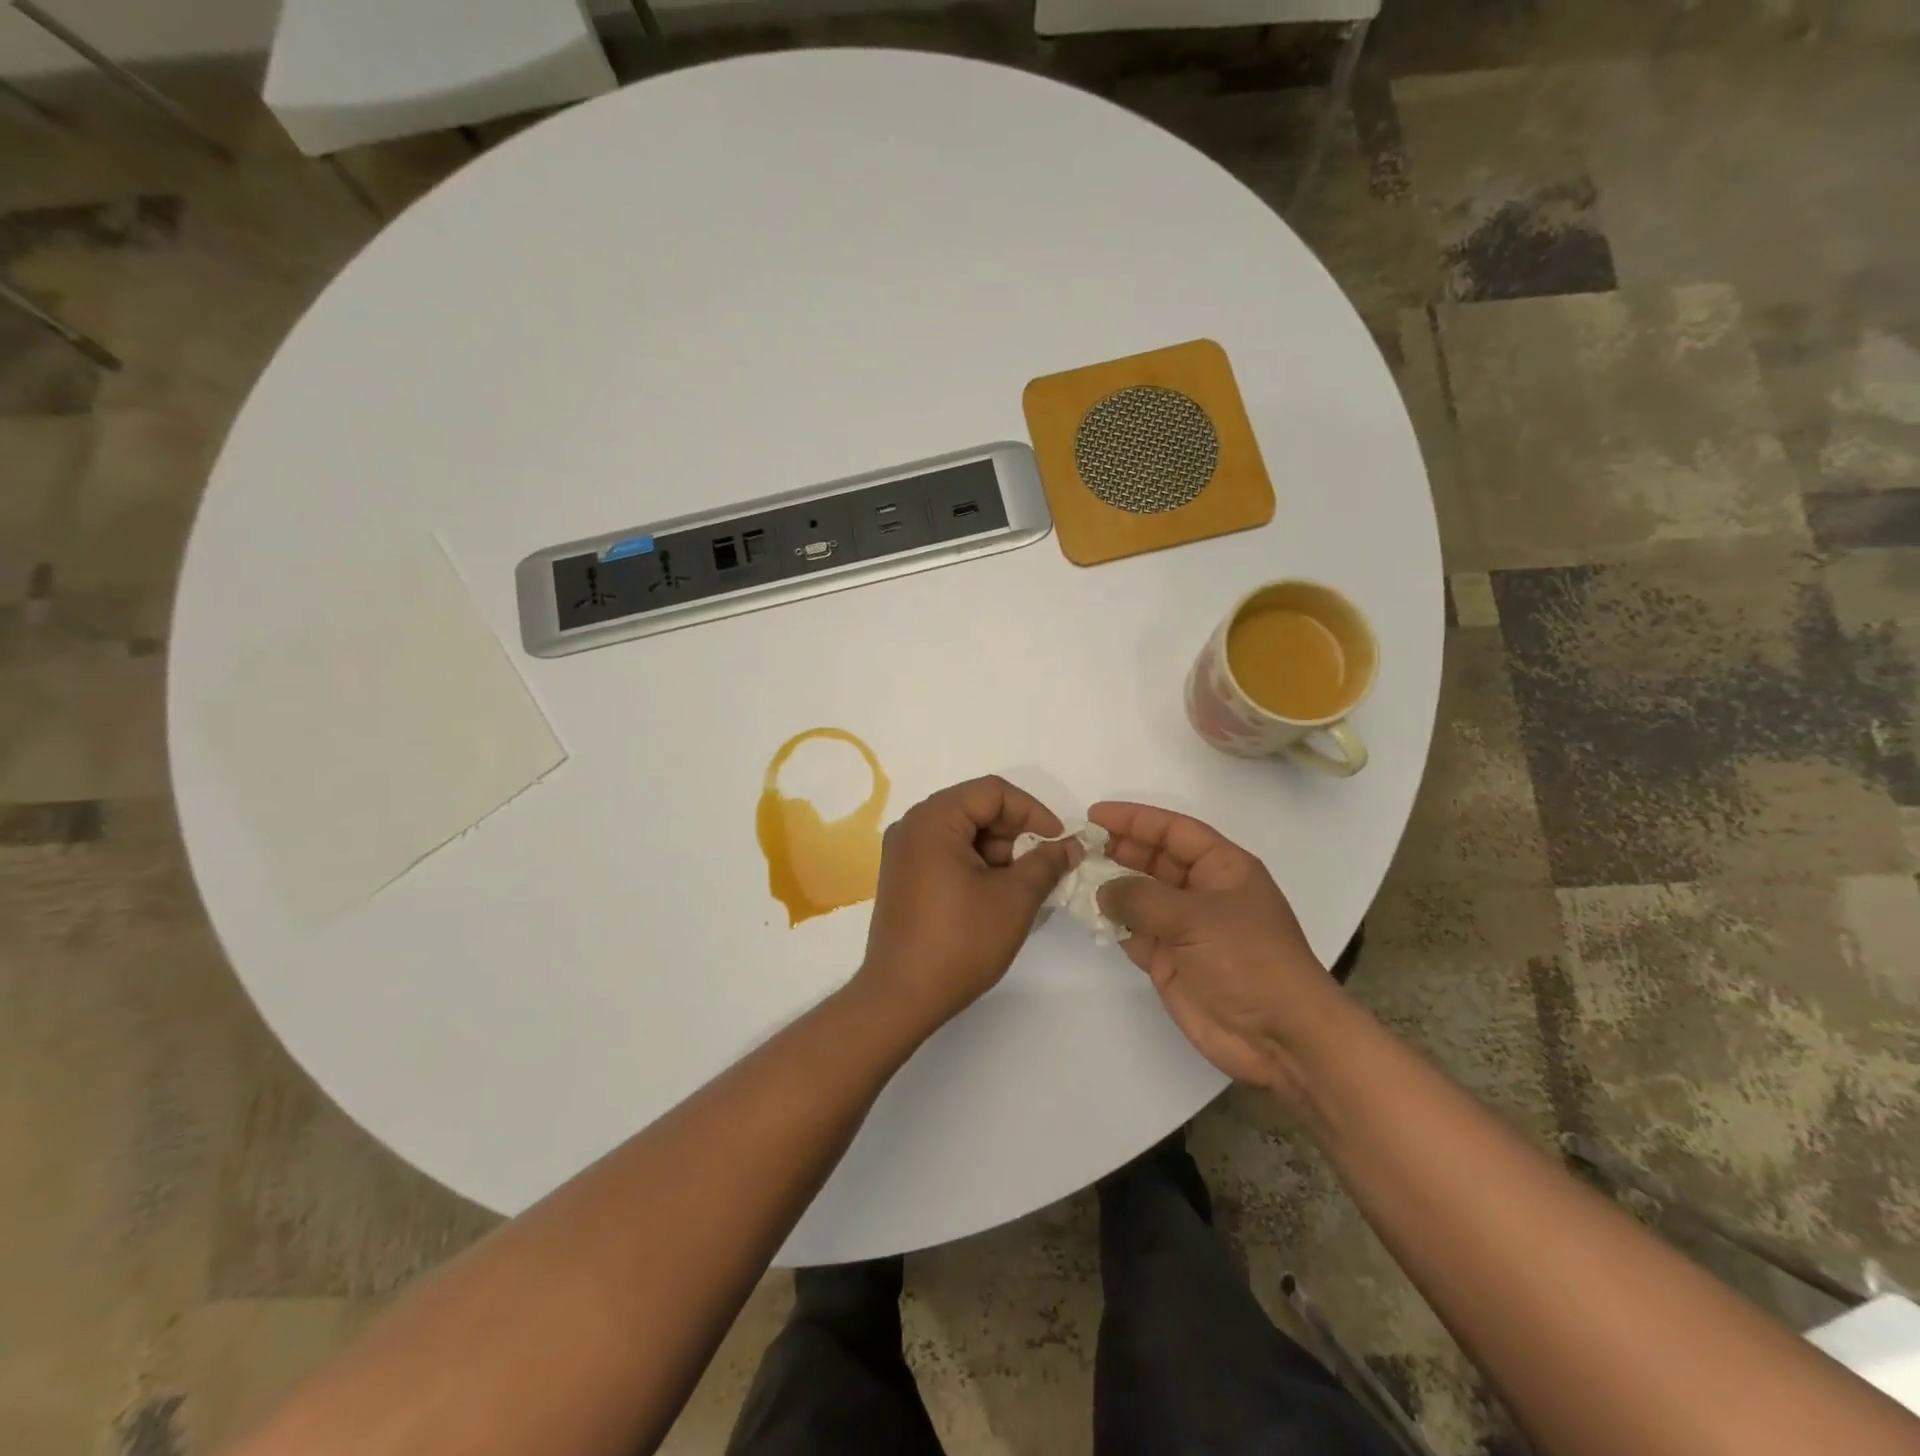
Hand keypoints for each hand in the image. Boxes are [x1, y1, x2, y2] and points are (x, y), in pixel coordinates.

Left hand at [854, 776, 1080, 1036]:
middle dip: (1015, 835)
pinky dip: (976, 866)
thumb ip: (1047, 862)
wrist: (901, 998)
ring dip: (998, 853)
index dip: (1033, 812)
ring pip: (963, 833)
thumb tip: (1070, 845)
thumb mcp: (1014, 898)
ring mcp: (903, 853)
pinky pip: (947, 854)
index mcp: (933, 819)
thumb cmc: (960, 942)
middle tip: (1038, 870)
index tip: (1059, 843)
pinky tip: (993, 898)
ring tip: (1017, 891)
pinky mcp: (903, 878)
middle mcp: (912, 826)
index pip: (992, 792)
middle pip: (976, 808)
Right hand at [1090, 801, 1349, 1099]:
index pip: (1174, 830)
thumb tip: (1103, 890)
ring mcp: (1186, 927)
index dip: (1135, 819)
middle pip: (1154, 859)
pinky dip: (1112, 922)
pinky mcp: (1171, 960)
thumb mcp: (1194, 917)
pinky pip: (1134, 931)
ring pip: (1141, 895)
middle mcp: (1203, 892)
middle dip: (1118, 850)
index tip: (1095, 815)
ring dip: (1111, 886)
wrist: (1278, 1036)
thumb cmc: (1246, 960)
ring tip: (1074, 875)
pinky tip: (1088, 914)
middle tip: (1078, 846)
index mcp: (1223, 868)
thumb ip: (1141, 898)